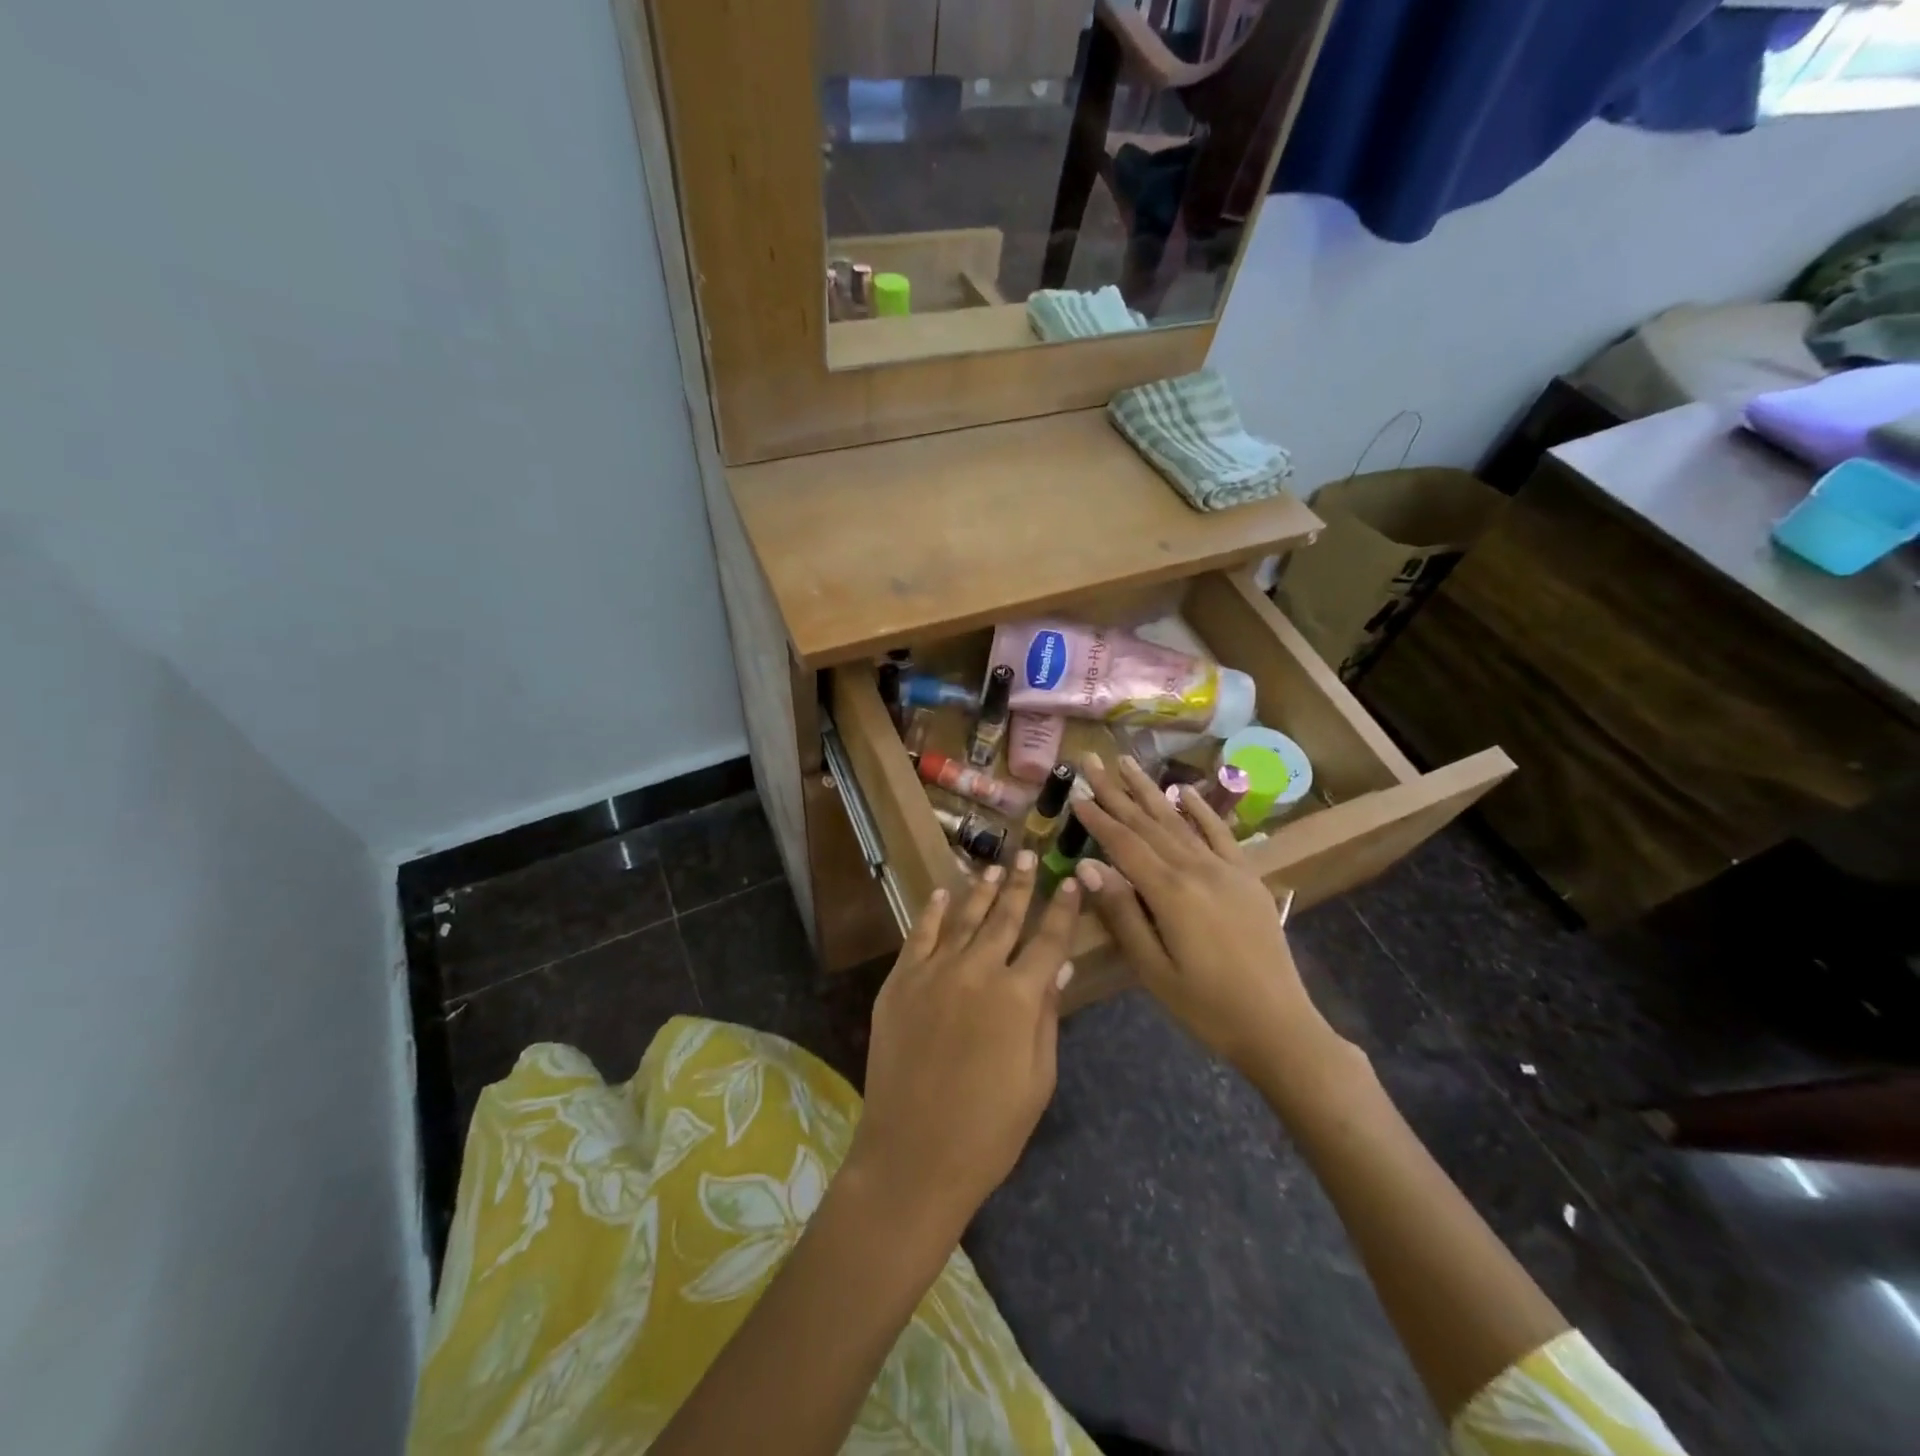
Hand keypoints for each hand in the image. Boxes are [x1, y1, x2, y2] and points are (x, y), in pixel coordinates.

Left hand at [849, 851, 1081, 1240]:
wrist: (913, 1156)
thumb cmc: (989, 1130)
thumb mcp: (1037, 1080)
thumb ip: (1047, 1019)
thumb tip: (1056, 969)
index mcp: (1018, 997)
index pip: (1049, 940)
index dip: (1063, 909)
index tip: (1070, 880)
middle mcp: (977, 972)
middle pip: (1004, 918)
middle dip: (1020, 885)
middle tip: (1028, 854)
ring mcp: (933, 974)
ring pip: (963, 919)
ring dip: (981, 891)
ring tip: (993, 868)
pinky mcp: (900, 983)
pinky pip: (919, 936)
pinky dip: (932, 912)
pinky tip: (943, 893)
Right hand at [1070, 753, 1337, 1071]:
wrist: (1279, 1026)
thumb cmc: (1206, 1006)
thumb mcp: (1153, 968)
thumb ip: (1122, 913)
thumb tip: (1089, 866)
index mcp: (1170, 892)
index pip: (1124, 844)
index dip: (1097, 817)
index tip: (1076, 791)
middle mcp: (1197, 869)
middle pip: (1147, 823)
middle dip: (1116, 791)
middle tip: (1091, 761)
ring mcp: (1226, 869)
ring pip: (1179, 820)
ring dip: (1150, 790)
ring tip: (1126, 762)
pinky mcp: (1247, 877)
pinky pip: (1219, 834)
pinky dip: (1200, 809)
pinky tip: (1183, 791)